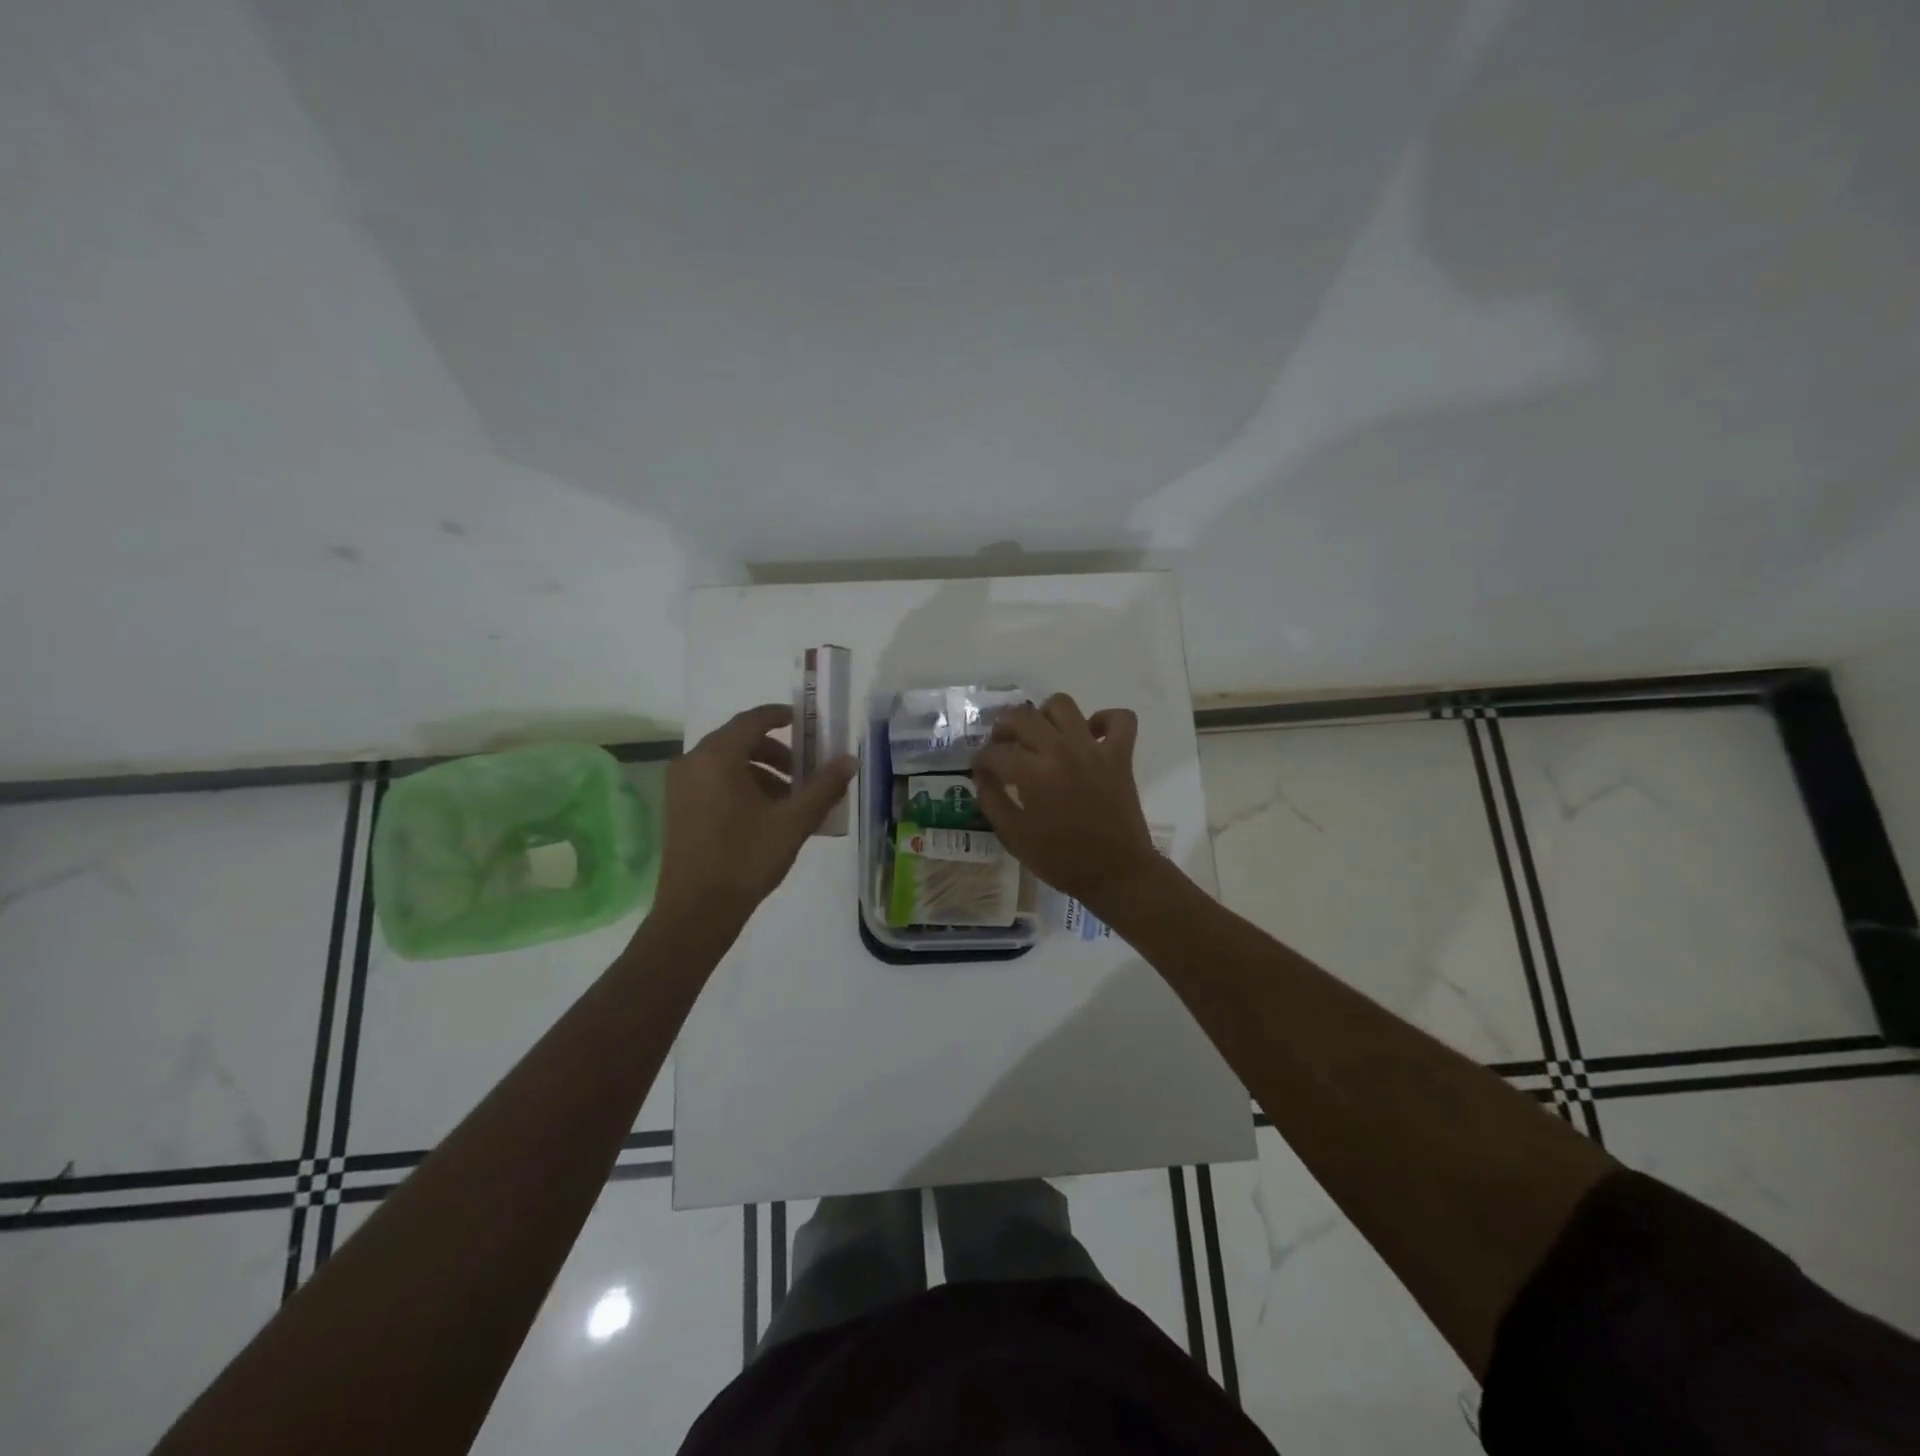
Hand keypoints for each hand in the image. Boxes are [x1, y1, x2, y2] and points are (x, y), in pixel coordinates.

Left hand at [654, 704, 855, 922]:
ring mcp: (680, 787)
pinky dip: (742, 787)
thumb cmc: (746, 859)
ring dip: (762, 773)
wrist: (696, 913)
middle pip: (740, 741)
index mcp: (717, 757)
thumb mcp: (793, 822)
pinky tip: (766, 816)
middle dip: (778, 752)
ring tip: (792, 800)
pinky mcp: (678, 809)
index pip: (753, 720)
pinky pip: (714, 783)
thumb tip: (850, 759)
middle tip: (806, 770)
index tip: (807, 722)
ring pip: (728, 764)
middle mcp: (692, 763)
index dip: (782, 716)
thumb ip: (824, 787)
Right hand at [970, 693, 1160, 909]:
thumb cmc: (1061, 859)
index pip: (995, 752)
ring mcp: (1094, 749)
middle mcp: (1061, 751)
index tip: (979, 768)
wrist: (1116, 873)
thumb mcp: (1014, 836)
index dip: (980, 759)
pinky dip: (1104, 719)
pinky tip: (1090, 735)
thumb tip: (981, 775)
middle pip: (1023, 716)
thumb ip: (992, 800)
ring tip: (1041, 735)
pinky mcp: (1121, 754)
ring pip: (1063, 705)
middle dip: (1003, 727)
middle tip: (1002, 745)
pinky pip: (1120, 719)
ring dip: (1045, 714)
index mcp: (1033, 774)